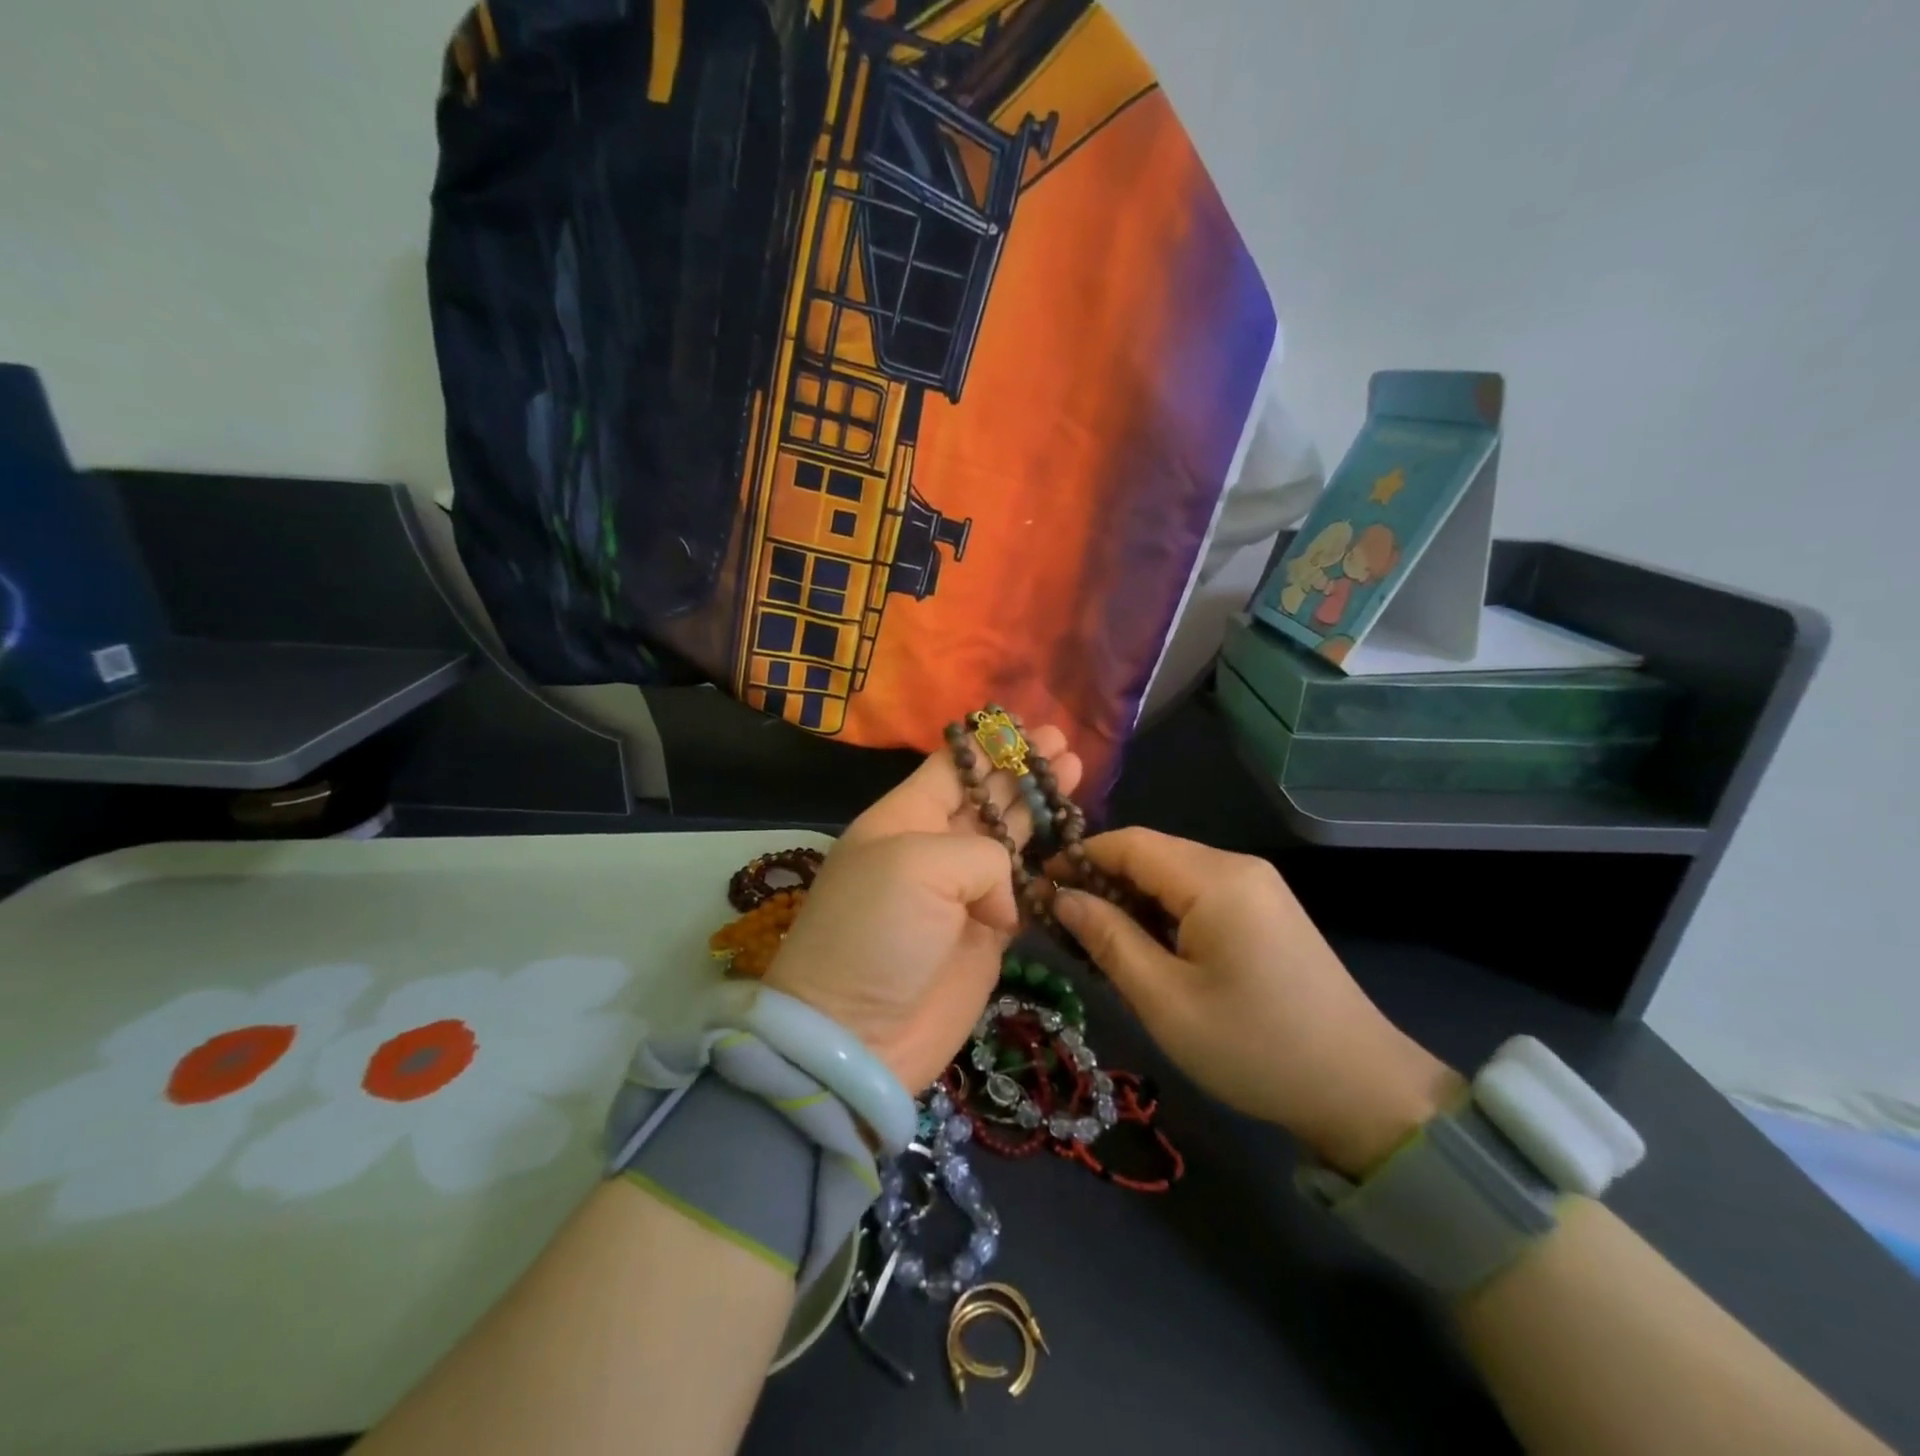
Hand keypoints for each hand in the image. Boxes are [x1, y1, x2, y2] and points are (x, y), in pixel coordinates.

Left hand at [763, 727, 1082, 1091]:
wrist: (858, 1035)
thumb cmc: (876, 933)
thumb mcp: (917, 865)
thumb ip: (981, 855)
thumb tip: (1004, 900)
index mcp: (902, 819)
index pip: (949, 768)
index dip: (986, 745)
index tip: (1025, 723)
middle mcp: (931, 849)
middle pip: (985, 797)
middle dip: (1022, 769)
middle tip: (1065, 743)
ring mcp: (960, 893)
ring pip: (1009, 839)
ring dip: (1038, 807)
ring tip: (1075, 772)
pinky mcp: (985, 935)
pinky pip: (1022, 890)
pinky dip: (1045, 867)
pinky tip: (1069, 840)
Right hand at [1052, 829, 1459, 1176]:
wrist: (1363, 1090)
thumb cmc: (1254, 1047)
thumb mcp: (1165, 1000)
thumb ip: (1108, 939)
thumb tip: (1060, 898)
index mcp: (1215, 879)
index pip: (1128, 842)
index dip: (1078, 858)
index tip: (1038, 890)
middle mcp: (1237, 867)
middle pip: (1151, 854)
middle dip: (1101, 881)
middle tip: (1063, 925)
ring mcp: (1258, 887)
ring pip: (1173, 875)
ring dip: (1131, 899)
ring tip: (1097, 941)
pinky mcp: (1266, 910)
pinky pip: (1199, 894)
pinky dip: (1163, 912)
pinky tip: (1146, 948)